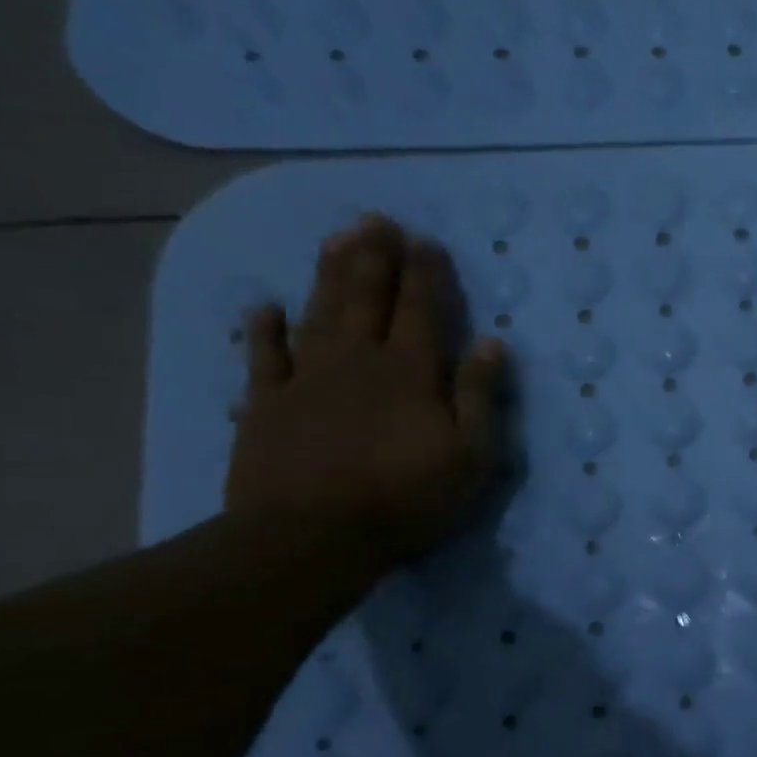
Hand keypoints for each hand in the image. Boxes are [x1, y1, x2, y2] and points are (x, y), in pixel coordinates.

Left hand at [225, 214, 506, 565]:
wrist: (313, 536)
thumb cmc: (409, 497)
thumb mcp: (472, 454)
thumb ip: (479, 394)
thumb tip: (493, 343)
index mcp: (411, 373)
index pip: (423, 312)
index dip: (426, 275)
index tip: (427, 242)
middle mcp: (358, 362)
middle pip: (367, 299)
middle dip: (375, 258)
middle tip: (377, 220)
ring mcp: (306, 380)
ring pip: (319, 314)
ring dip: (329, 275)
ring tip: (337, 239)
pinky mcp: (267, 405)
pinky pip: (263, 357)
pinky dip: (264, 330)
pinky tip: (265, 308)